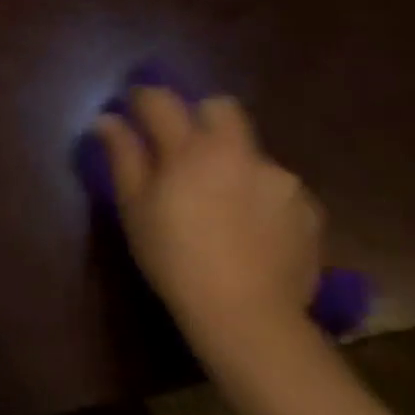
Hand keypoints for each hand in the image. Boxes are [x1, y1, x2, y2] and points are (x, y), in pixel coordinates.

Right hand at [94, 87, 321, 349]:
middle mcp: (238, 151)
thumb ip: (123, 156)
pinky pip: (277, 187)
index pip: (162, 100)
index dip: (143, 98)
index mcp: (190, 147)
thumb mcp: (135, 208)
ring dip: (233, 162)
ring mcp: (279, 178)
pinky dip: (262, 196)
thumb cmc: (176, 258)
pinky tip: (253, 228)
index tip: (133, 108)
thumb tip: (106, 119)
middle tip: (185, 148)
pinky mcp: (308, 209)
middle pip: (220, 108)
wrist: (248, 317)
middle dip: (200, 116)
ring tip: (223, 201)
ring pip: (250, 151)